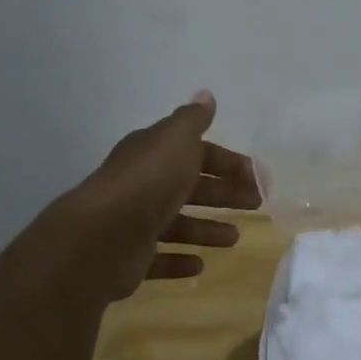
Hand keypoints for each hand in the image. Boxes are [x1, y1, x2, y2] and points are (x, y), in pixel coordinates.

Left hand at [66, 91, 261, 301]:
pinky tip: (199, 264)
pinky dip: (179, 260)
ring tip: (234, 239)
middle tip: (255, 204)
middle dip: (223, 194)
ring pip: (177, 224)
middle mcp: (143, 184)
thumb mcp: (176, 139)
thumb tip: (205, 95)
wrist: (103, 234)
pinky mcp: (131, 257)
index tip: (257, 177)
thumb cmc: (150, 181)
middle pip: (190, 187)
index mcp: (154, 154)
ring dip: (206, 229)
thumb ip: (193, 119)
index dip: (228, 162)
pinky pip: (159, 259)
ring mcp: (135, 222)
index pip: (197, 153)